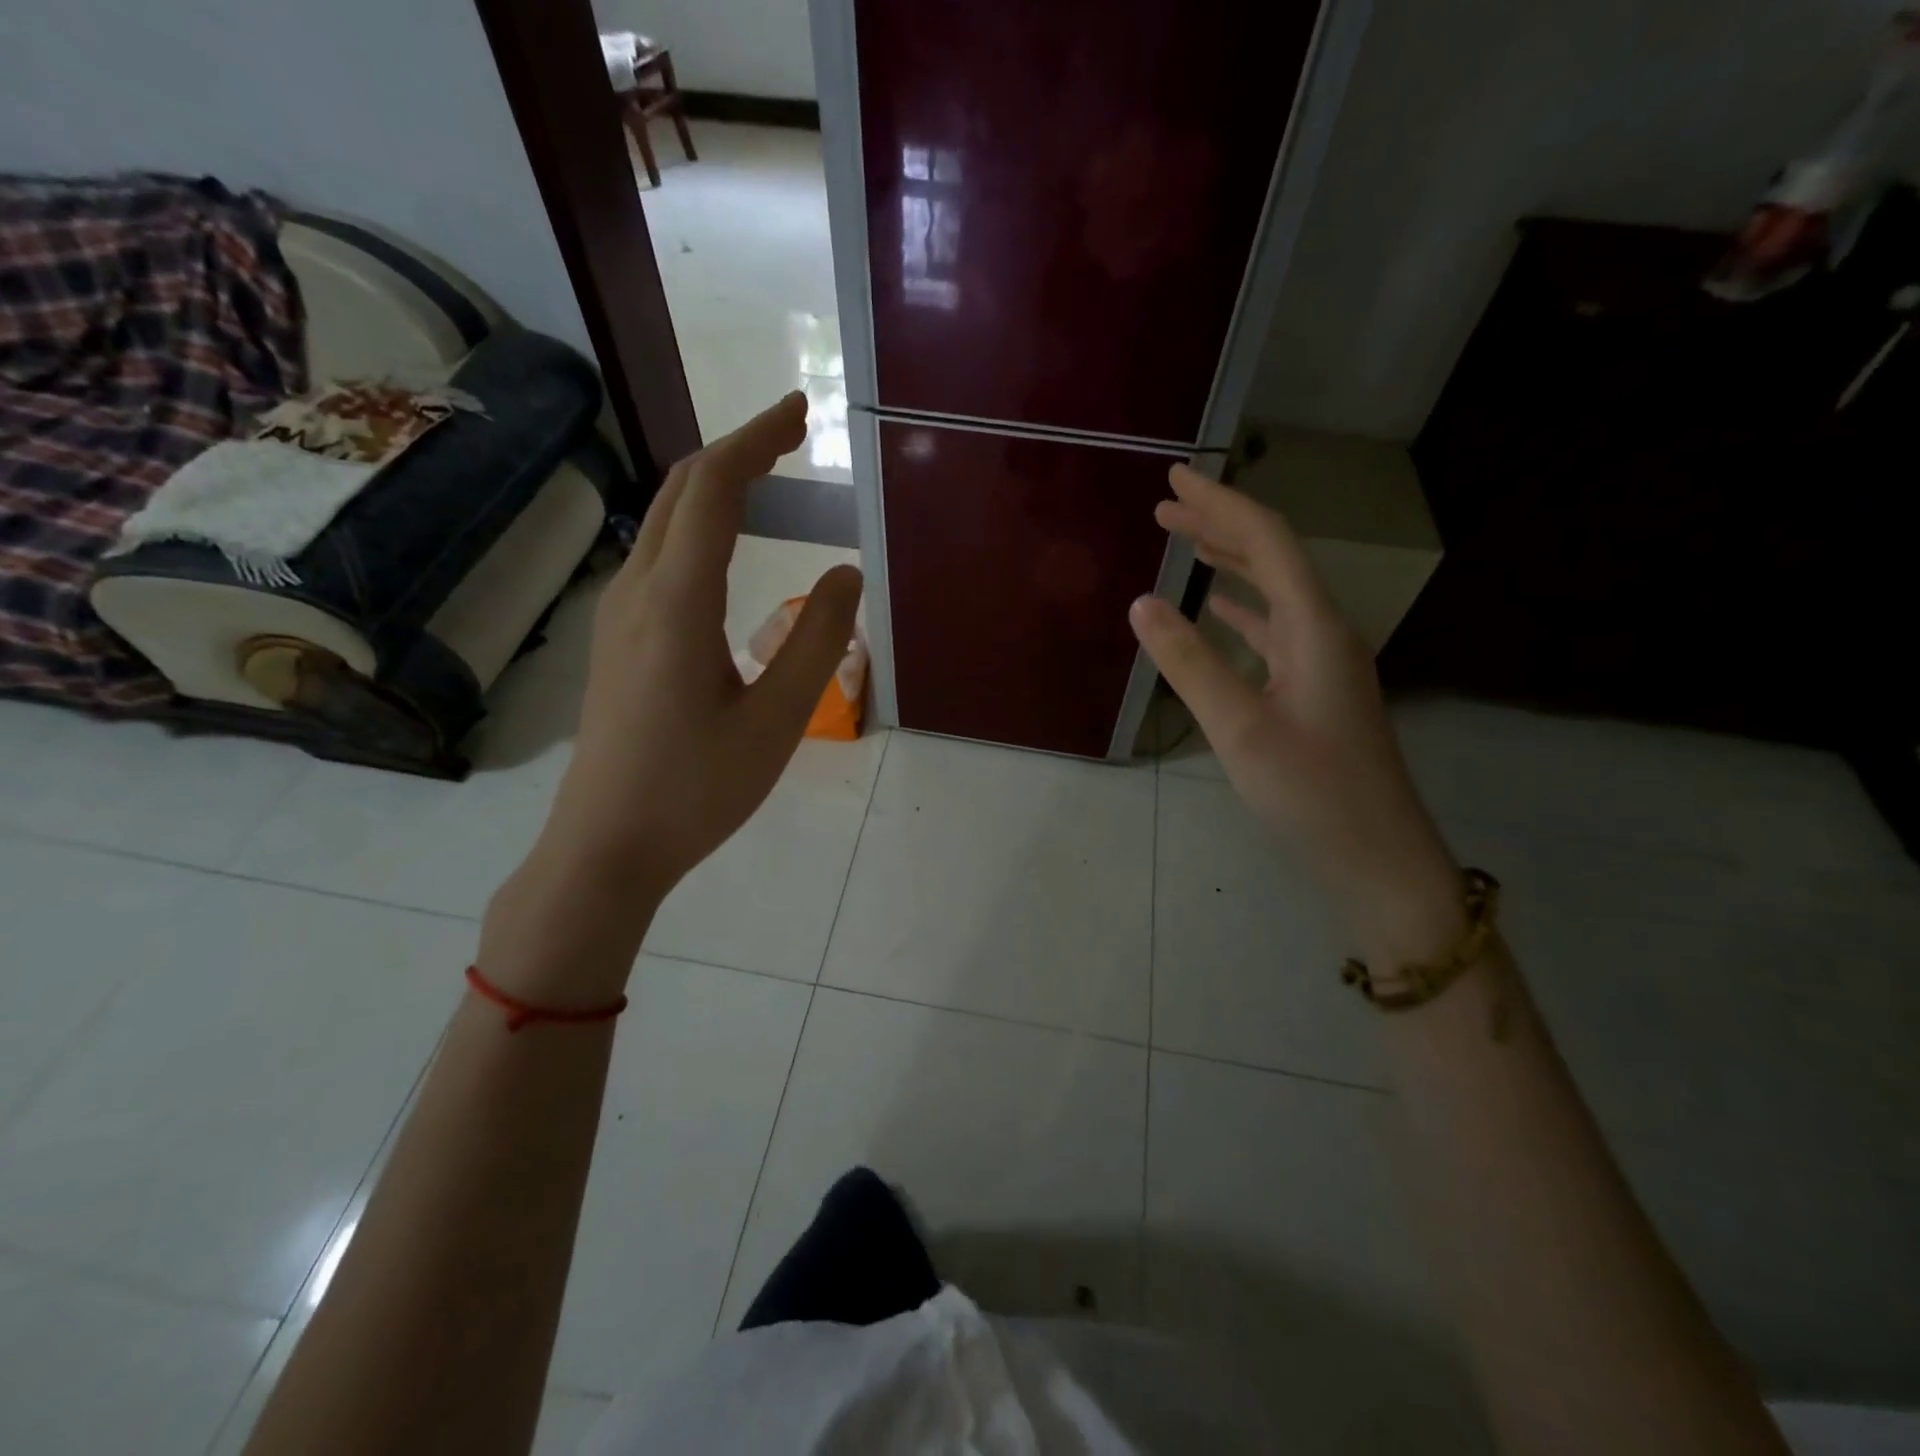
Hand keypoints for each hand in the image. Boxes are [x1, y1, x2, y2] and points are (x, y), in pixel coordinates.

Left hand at [482, 394, 861, 999]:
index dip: (756, 439)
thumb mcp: (777, 720)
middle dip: (737, 449)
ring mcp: (619, 613)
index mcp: (677, 601)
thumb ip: (818, 641)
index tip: (800, 411)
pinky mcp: (617, 639)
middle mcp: (638, 589)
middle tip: (793, 433)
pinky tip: (726, 547)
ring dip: (714, 485)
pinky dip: (697, 524)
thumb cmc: (698, 788)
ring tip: (768, 477)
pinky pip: (658, 555)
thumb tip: (846, 571)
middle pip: (680, 491)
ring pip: (663, 520)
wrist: (606, 846)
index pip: (713, 489)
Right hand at [1129, 466, 1462, 960]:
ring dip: (1229, 563)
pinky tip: (1218, 609)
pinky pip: (1273, 630)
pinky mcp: (1313, 690)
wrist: (1375, 854)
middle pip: (1272, 558)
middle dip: (1220, 524)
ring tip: (1186, 543)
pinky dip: (1240, 609)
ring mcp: (1321, 662)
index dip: (1221, 504)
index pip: (1266, 542)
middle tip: (1167, 506)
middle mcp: (1323, 631)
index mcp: (1314, 627)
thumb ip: (1189, 663)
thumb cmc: (1310, 792)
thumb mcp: (1240, 728)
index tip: (1175, 480)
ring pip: (1272, 592)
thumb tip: (1141, 602)